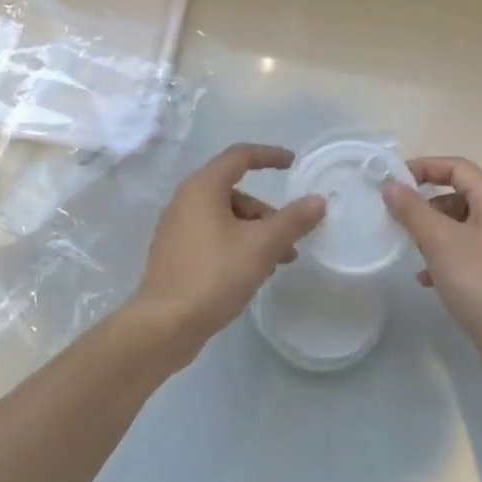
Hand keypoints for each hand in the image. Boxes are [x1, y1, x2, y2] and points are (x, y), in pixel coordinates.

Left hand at [128, 143, 326, 364]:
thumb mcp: (262, 246)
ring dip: (255, 234)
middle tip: (290, 239)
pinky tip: (252, 274)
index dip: (269, 156)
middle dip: (267, 213)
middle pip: (235, 192)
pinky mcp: (176, 255)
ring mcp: (177, 229)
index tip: (293, 164)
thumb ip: (293, 220)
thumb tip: (318, 200)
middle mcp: (186, 201)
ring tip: (276, 264)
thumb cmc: (214, 274)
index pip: (240, 156)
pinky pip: (213, 238)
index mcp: (203, 187)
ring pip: (226, 219)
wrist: (164, 325)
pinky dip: (237, 246)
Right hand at [382, 157, 481, 392]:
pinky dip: (444, 259)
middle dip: (425, 205)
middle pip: (459, 196)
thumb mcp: (441, 242)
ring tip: (410, 251)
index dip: (424, 167)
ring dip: (432, 234)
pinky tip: (426, 280)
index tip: (393, 180)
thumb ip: (413, 211)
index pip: (457, 167)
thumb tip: (391, 185)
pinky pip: (466, 254)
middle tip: (397, 220)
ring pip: (460, 227)